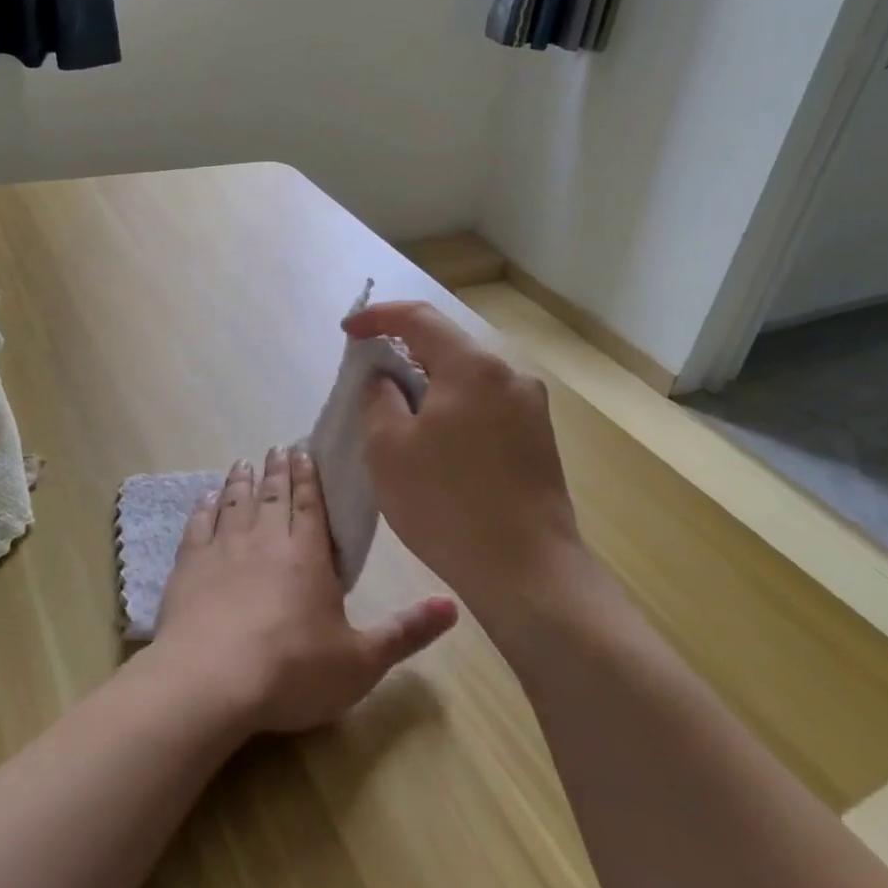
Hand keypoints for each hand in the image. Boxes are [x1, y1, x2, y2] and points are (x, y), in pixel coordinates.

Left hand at [151, 447, 458, 735]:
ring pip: (235, 503)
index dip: (309, 477)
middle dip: (278, 470)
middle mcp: (266, 540)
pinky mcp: (189, 566)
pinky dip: (203, 508)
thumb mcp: (361, 661)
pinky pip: (198, 526)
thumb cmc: (292, 671)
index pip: (311, 505)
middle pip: (274, 495)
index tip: (303, 452)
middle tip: (277, 448)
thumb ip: (406, 632)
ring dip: (241, 481)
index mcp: (308, 555)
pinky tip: (204, 499)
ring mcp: (224, 549)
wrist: (210, 681)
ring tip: (243, 464)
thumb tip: (454, 605)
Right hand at [343, 301, 582, 621]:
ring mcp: (531, 408)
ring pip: (467, 380)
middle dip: (404, 356)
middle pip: (447, 347)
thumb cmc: (447, 503)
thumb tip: (384, 378)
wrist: (526, 570)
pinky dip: (454, 410)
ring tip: (400, 417)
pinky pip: (485, 407)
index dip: (379, 317)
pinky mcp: (539, 439)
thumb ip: (379, 398)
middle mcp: (509, 376)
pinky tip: (438, 445)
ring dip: (430, 387)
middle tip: (369, 380)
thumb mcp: (389, 448)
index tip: (349, 330)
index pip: (419, 318)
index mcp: (472, 367)